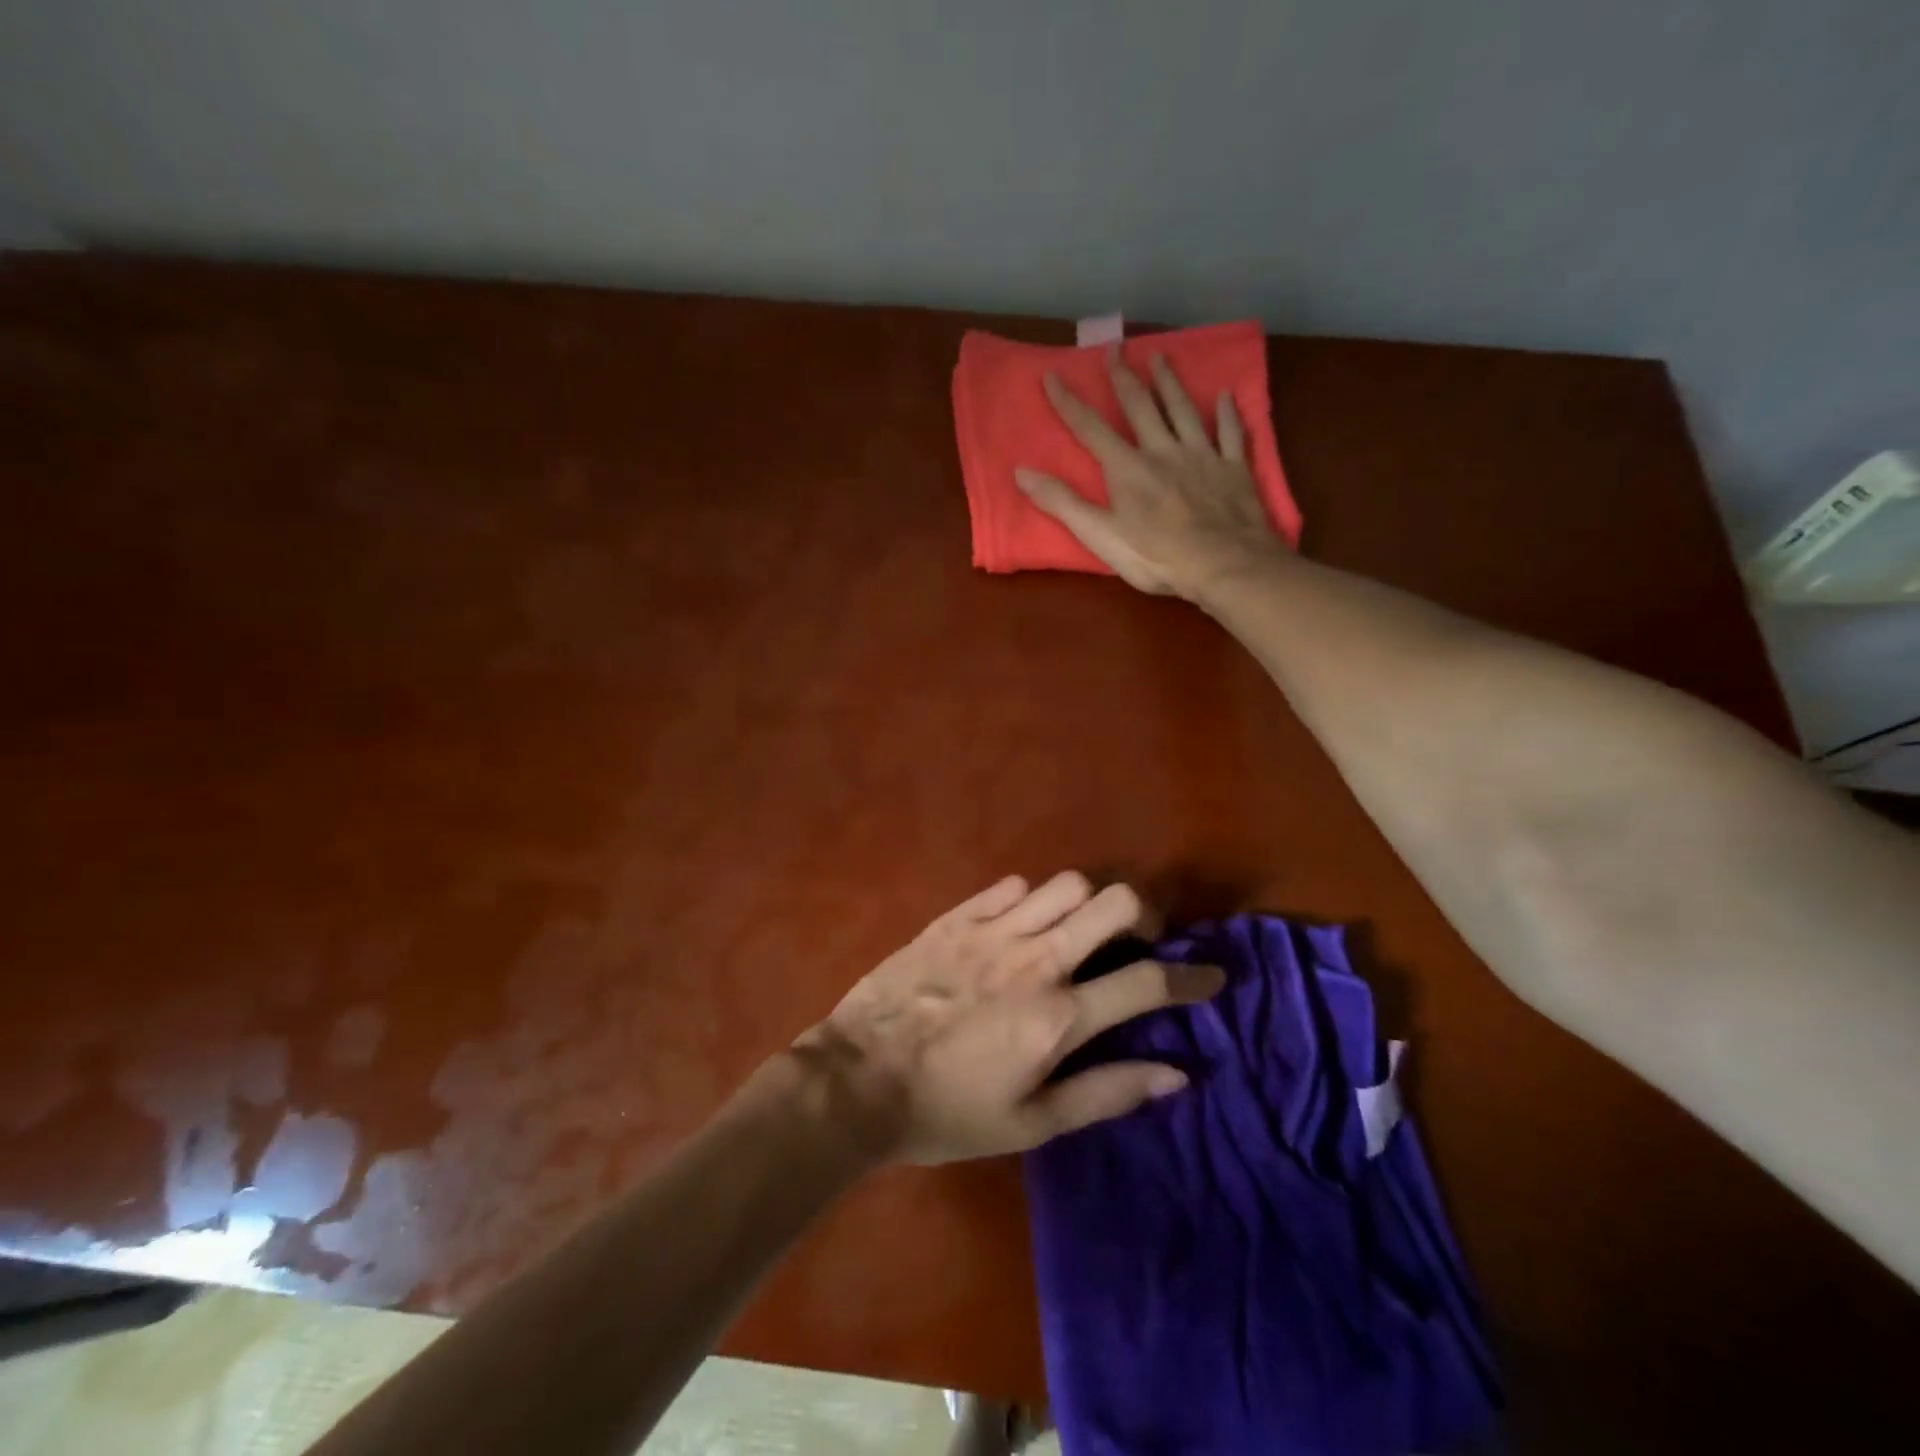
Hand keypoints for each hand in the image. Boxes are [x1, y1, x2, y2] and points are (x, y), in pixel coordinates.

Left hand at [793, 873, 1223, 1164]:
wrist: (858, 1080)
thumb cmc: (948, 1112)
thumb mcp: (1033, 1123)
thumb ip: (1108, 1092)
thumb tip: (1178, 1074)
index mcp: (1058, 1016)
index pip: (1147, 982)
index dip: (1192, 978)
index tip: (1212, 976)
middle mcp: (1034, 959)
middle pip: (1114, 903)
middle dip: (1144, 915)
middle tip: (1139, 940)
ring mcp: (992, 930)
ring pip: (1066, 884)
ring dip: (1087, 903)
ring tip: (1079, 931)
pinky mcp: (955, 916)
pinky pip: (1010, 885)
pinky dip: (1031, 898)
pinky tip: (1022, 924)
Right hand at [1016, 348, 1287, 598]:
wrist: (1225, 564)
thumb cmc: (1157, 557)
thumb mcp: (1100, 536)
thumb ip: (1062, 503)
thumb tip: (1021, 472)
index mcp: (1128, 468)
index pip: (1091, 428)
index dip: (1069, 402)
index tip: (1053, 375)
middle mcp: (1163, 451)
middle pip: (1140, 407)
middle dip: (1123, 378)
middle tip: (1115, 348)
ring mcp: (1202, 456)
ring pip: (1183, 410)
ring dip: (1170, 383)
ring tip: (1161, 357)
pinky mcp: (1233, 468)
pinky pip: (1230, 433)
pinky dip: (1227, 413)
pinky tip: (1226, 396)